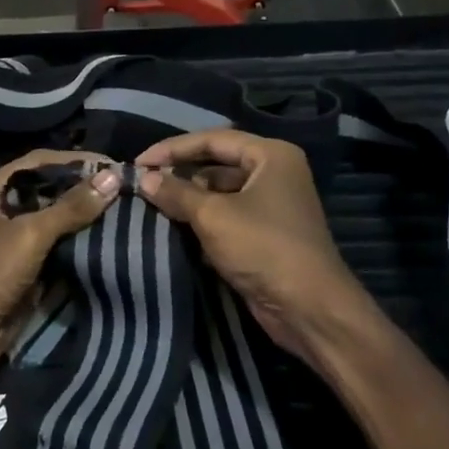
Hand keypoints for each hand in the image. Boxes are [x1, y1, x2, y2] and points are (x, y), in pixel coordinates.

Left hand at [0, 151, 122, 386]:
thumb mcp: (29, 234)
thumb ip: (71, 206)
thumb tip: (113, 177)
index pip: (38, 162)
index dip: (74, 161)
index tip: (112, 165)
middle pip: (48, 190)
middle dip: (83, 189)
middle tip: (123, 188)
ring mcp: (11, 240)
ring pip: (54, 220)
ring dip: (84, 217)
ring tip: (124, 210)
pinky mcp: (24, 268)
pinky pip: (56, 247)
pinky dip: (79, 243)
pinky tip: (108, 239)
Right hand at [134, 131, 375, 367]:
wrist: (309, 309)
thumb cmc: (264, 248)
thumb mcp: (213, 216)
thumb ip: (176, 193)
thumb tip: (144, 178)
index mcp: (271, 155)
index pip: (213, 139)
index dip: (173, 149)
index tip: (139, 162)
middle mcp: (274, 173)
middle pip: (217, 164)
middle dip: (181, 174)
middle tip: (143, 184)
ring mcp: (272, 205)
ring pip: (221, 193)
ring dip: (189, 200)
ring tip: (152, 205)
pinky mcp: (265, 234)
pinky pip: (227, 217)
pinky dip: (203, 221)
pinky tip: (174, 229)